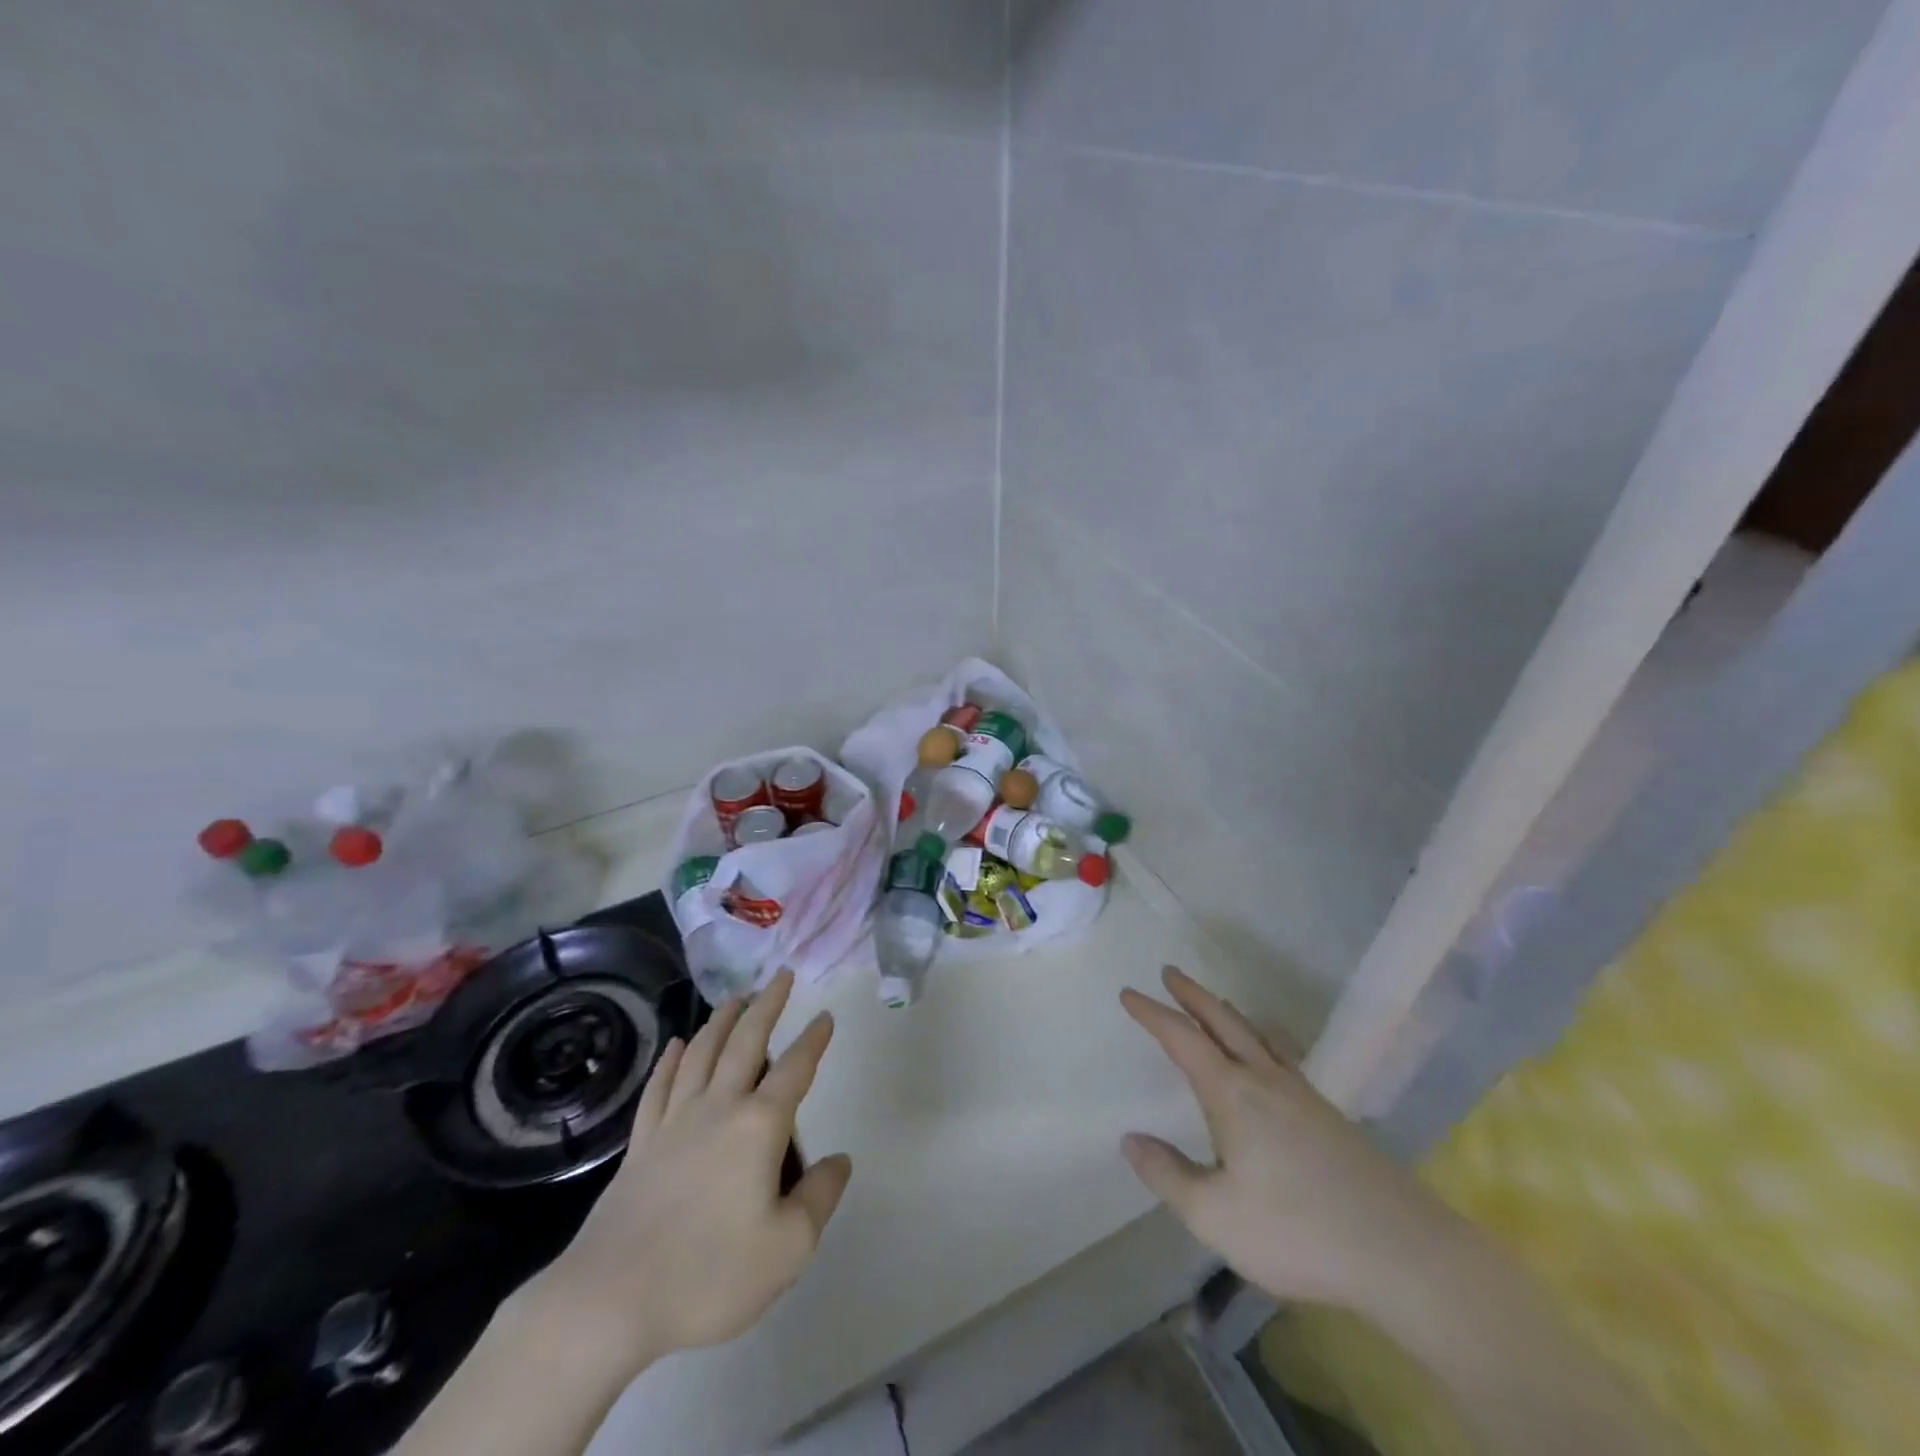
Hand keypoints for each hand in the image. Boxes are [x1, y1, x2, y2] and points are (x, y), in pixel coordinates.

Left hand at [528, 969, 852, 1377]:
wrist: (610, 1299)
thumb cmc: (709, 1274)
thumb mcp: (787, 1248)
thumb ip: (820, 1197)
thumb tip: (840, 1159)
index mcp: (759, 1125)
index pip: (795, 1069)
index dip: (813, 1040)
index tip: (825, 1015)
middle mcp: (719, 1107)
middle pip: (746, 1042)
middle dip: (767, 1005)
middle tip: (779, 976)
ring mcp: (675, 1121)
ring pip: (702, 1053)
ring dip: (722, 1020)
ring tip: (736, 998)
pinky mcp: (642, 1142)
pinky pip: (661, 1086)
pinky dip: (672, 1060)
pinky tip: (678, 1044)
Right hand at [1120, 966, 1462, 1315]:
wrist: (1403, 1252)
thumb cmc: (1297, 1230)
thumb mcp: (1214, 1215)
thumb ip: (1167, 1175)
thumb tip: (1130, 1139)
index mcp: (1232, 1094)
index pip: (1182, 1039)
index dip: (1152, 1013)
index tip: (1128, 993)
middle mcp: (1265, 1080)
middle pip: (1222, 1021)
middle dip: (1192, 995)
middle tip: (1170, 971)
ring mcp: (1302, 1095)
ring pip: (1256, 1035)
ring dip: (1227, 1012)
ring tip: (1214, 1003)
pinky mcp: (1329, 1115)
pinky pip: (1282, 1056)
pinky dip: (1261, 1038)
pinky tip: (1269, 1056)